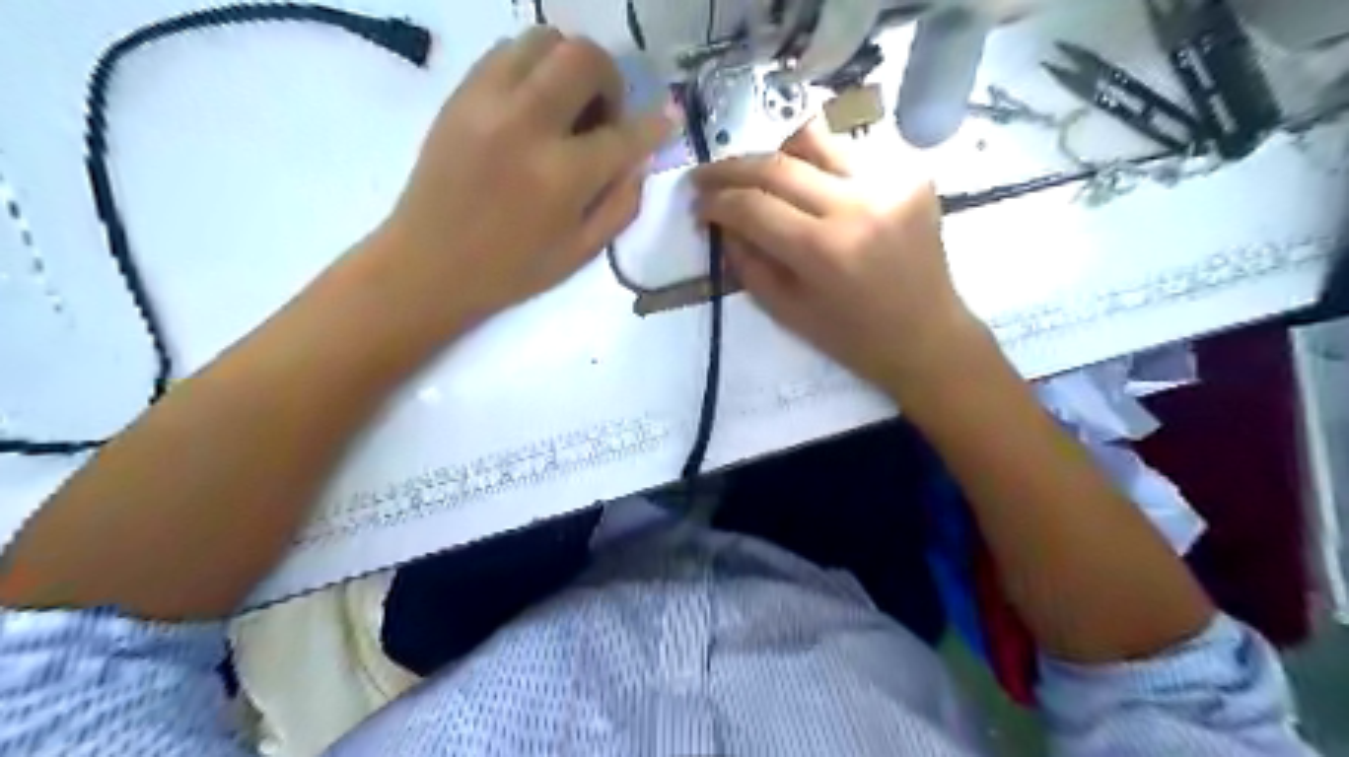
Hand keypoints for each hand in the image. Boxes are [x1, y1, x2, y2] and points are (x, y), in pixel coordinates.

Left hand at [373, 30, 669, 331]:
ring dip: (569, 67)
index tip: (666, 121)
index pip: (624, 133)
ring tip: (567, 107)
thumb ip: (621, 203)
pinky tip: (534, 106)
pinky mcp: (460, 94)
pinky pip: (507, 52)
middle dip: (610, 80)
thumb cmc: (512, 269)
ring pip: (543, 40)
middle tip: (604, 116)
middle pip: (584, 58)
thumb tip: (639, 160)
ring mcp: (487, 102)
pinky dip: (533, 67)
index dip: (654, 126)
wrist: (428, 265)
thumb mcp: (582, 251)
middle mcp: (526, 125)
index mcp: (561, 176)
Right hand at [695, 117, 987, 394]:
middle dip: (730, 168)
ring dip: (775, 154)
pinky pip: (851, 151)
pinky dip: (820, 164)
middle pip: (777, 164)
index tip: (697, 205)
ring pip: (814, 139)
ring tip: (760, 176)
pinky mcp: (912, 173)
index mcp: (824, 250)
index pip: (752, 206)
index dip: (715, 201)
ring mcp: (890, 181)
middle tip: (705, 176)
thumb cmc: (853, 338)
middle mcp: (857, 204)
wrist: (928, 336)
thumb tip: (722, 222)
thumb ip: (747, 263)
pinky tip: (813, 187)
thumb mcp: (787, 312)